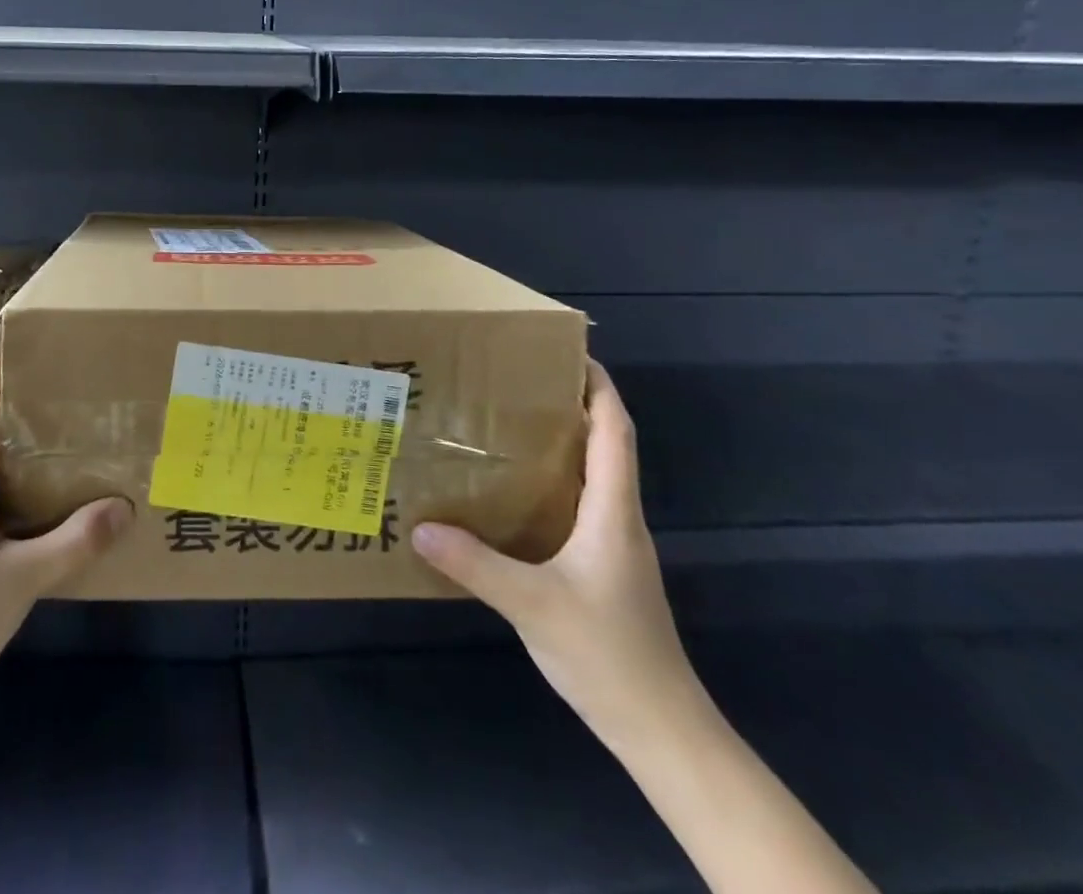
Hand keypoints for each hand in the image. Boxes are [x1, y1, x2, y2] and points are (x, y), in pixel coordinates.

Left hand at [0, 339, 131, 712]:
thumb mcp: (19, 580)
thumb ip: (74, 542)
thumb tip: (125, 506)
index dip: (2, 361)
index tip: (34, 329)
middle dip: (23, 394)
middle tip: (73, 377)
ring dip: (19, 436)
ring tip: (67, 425)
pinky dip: (11, 472)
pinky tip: (43, 491)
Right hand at [411, 361, 702, 750]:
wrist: (663, 731)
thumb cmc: (607, 655)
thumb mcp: (532, 605)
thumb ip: (475, 564)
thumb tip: (419, 527)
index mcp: (613, 511)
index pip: (615, 430)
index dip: (599, 386)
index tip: (569, 351)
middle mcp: (619, 518)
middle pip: (605, 444)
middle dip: (570, 404)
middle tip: (517, 381)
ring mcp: (615, 546)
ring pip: (592, 476)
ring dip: (561, 444)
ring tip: (507, 426)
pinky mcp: (605, 569)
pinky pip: (579, 506)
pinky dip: (553, 484)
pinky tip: (514, 495)